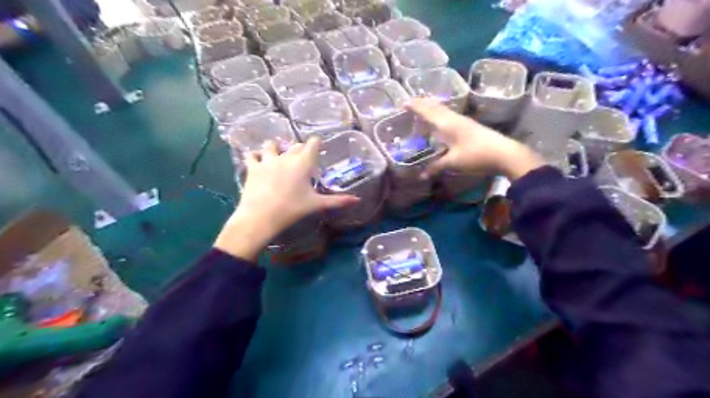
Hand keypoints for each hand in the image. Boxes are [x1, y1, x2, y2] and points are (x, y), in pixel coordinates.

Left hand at [213, 137, 357, 260]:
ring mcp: (268, 160)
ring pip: (271, 145)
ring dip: (276, 148)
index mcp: (303, 163)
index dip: (316, 142)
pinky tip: (258, 161)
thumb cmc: (292, 209)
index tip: (318, 147)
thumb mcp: (316, 204)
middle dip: (300, 149)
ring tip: (278, 156)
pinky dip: (256, 156)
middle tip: (302, 160)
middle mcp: (286, 156)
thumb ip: (338, 200)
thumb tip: (357, 200)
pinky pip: (252, 154)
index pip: (312, 143)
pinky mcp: (253, 167)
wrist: (261, 216)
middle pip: (295, 145)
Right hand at [405, 98, 544, 178]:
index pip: (427, 112)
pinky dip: (440, 115)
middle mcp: (454, 119)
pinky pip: (449, 116)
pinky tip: (442, 120)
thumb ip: (436, 167)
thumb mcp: (453, 162)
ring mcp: (463, 121)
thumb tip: (421, 176)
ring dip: (432, 108)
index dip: (415, 107)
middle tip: (411, 102)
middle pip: (436, 108)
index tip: (403, 102)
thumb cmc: (476, 155)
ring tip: (423, 107)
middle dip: (422, 104)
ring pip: (444, 111)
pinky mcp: (470, 126)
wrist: (504, 153)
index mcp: (447, 124)